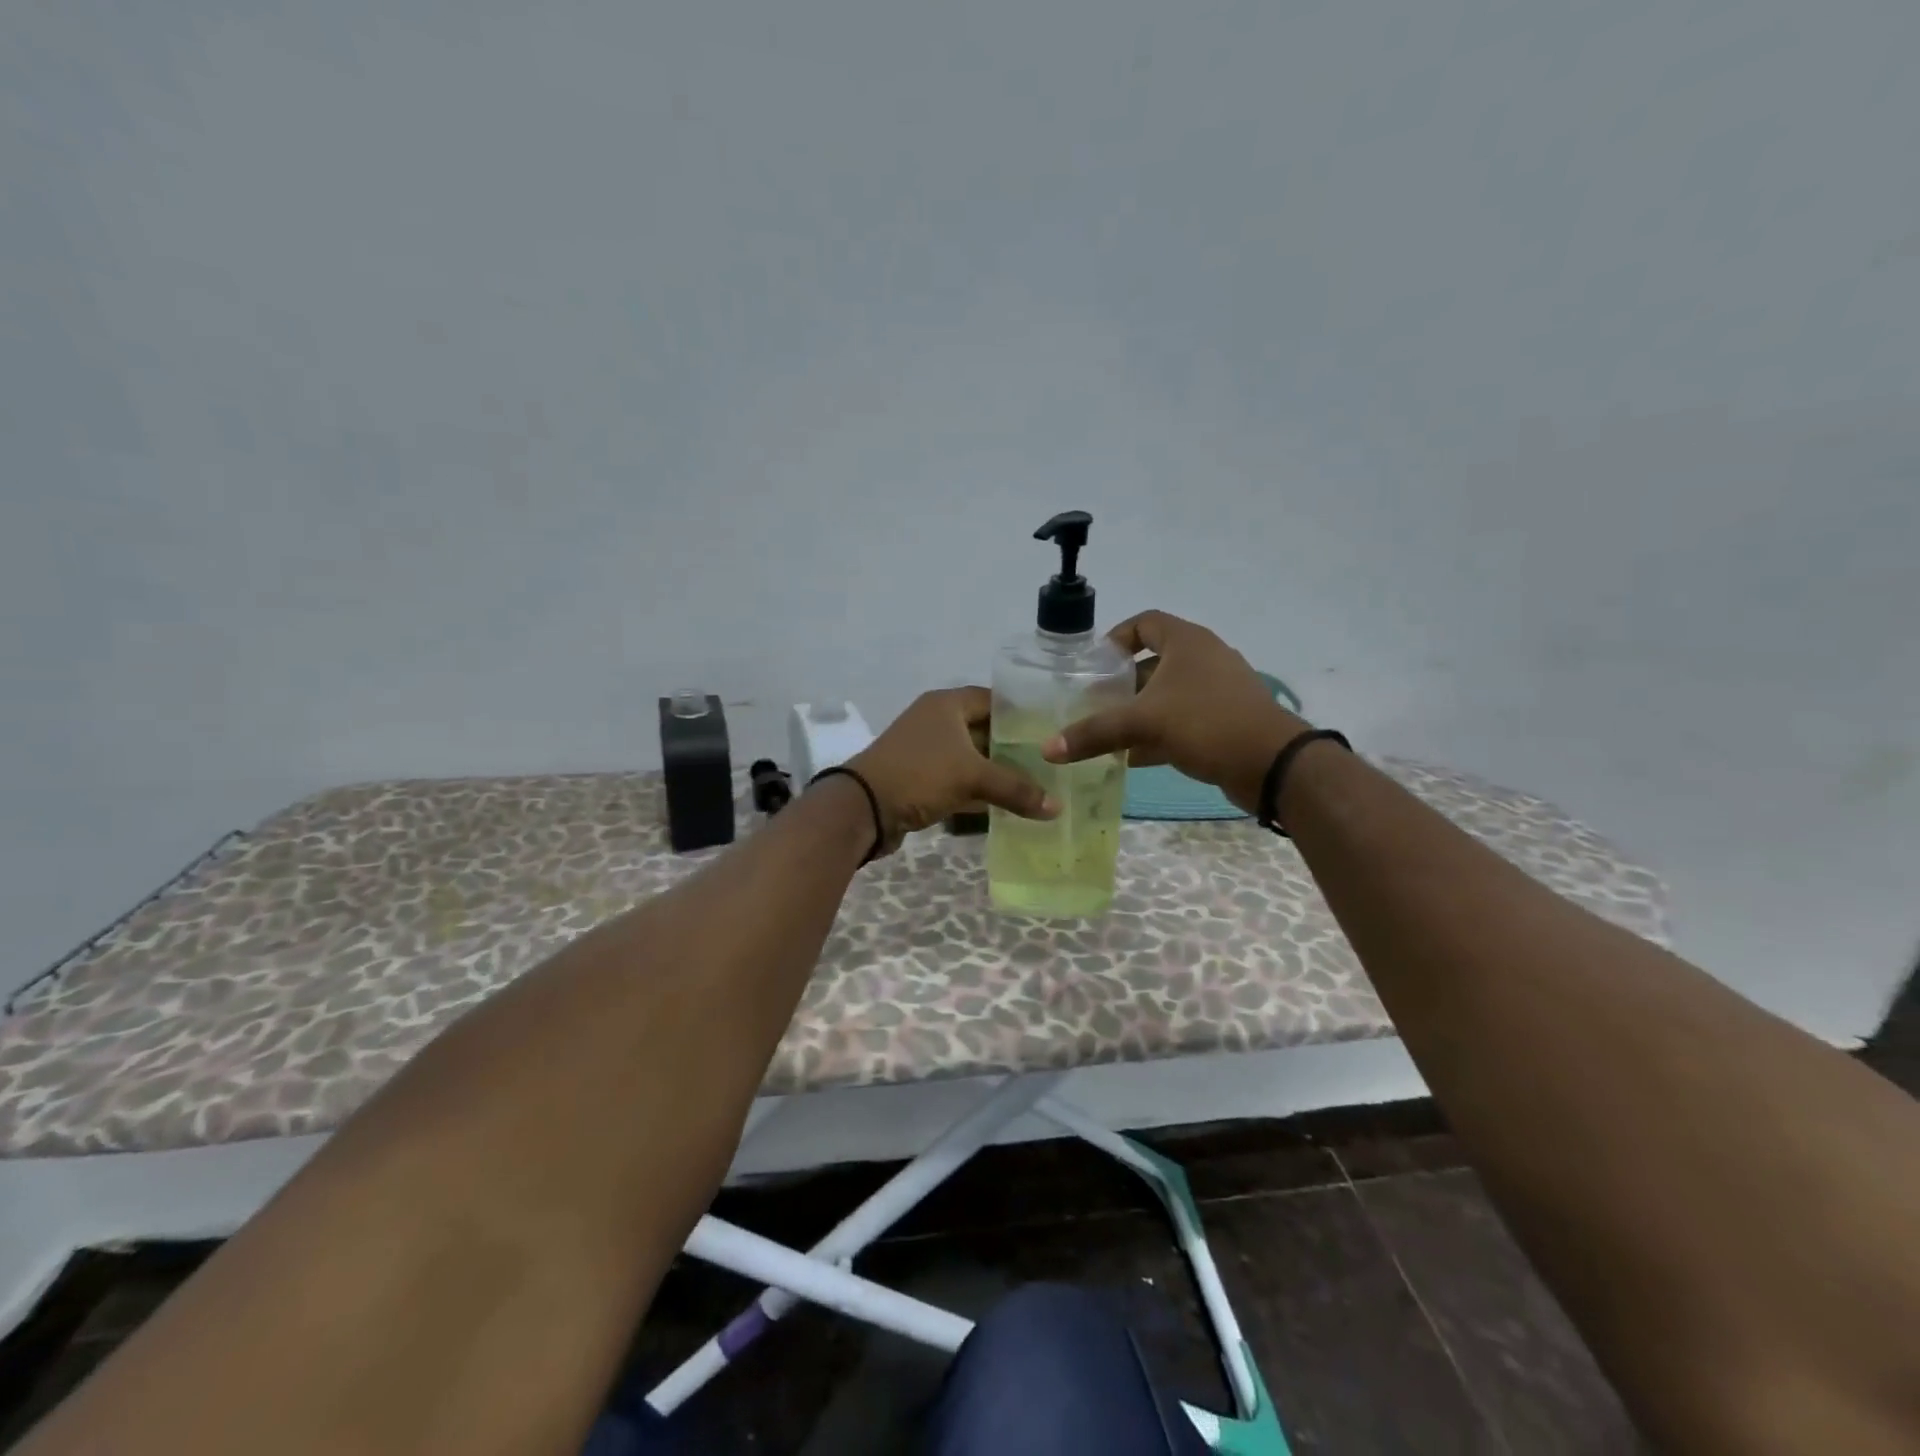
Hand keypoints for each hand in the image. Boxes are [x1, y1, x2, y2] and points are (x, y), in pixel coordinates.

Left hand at [847, 687, 1057, 856]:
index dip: (1022, 714)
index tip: (1051, 731)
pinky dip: (979, 790)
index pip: (994, 699)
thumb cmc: (920, 774)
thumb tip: (1058, 807)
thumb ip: (1017, 789)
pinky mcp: (920, 778)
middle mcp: (936, 721)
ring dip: (997, 772)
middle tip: (1050, 763)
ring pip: (972, 758)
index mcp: (947, 704)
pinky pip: (958, 780)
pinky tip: (1006, 805)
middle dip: (1014, 748)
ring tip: (1037, 785)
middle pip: (984, 730)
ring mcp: (926, 750)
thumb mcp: (972, 777)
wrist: (863, 807)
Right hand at [1043, 610, 1309, 814]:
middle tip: (1092, 703)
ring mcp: (1217, 691)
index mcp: (1187, 642)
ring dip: (1137, 712)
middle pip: (1152, 662)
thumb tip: (1047, 749)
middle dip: (1121, 684)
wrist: (1273, 764)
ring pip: (1166, 695)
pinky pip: (1181, 719)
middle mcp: (1203, 659)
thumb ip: (1095, 733)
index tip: (1093, 664)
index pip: (1145, 623)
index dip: (1116, 638)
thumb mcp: (1144, 723)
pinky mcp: (1224, 721)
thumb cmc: (1207, 723)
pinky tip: (1133, 758)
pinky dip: (1157, 733)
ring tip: (1106, 733)